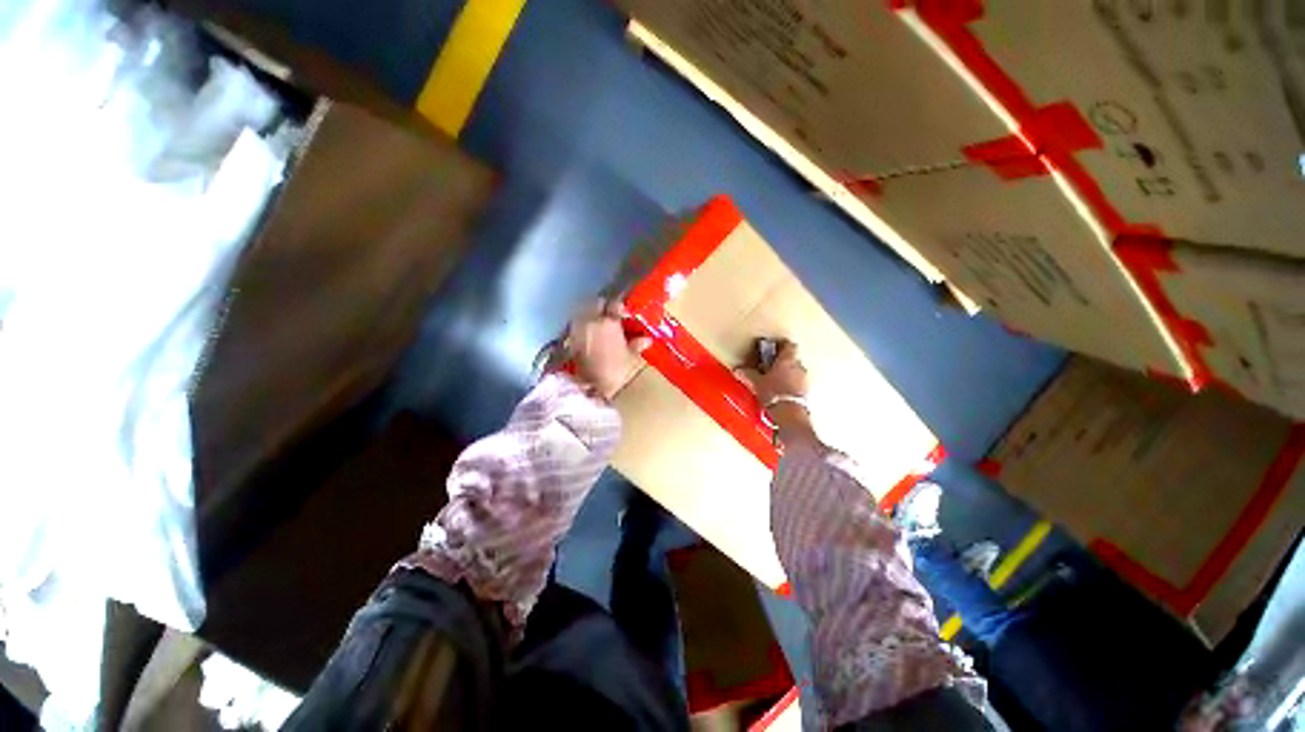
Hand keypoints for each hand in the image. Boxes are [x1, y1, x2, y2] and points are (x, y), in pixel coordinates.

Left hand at [568, 298, 650, 399]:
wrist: (594, 387)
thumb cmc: (617, 370)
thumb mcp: (630, 356)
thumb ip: (636, 344)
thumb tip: (646, 339)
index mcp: (608, 322)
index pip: (613, 304)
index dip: (619, 307)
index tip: (624, 314)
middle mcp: (591, 321)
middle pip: (594, 304)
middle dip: (602, 307)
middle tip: (609, 315)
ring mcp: (578, 330)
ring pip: (583, 313)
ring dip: (591, 315)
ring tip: (599, 325)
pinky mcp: (570, 340)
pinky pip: (577, 326)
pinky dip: (583, 327)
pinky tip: (589, 336)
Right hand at [738, 342, 816, 444]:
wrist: (790, 413)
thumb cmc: (774, 393)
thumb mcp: (757, 383)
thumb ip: (748, 374)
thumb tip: (738, 370)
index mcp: (788, 360)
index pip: (789, 345)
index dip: (781, 345)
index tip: (772, 348)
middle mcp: (799, 367)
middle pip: (793, 358)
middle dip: (782, 361)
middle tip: (770, 365)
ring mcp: (804, 380)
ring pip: (796, 371)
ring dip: (787, 373)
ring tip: (775, 380)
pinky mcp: (806, 392)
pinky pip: (798, 383)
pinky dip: (791, 385)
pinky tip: (781, 391)